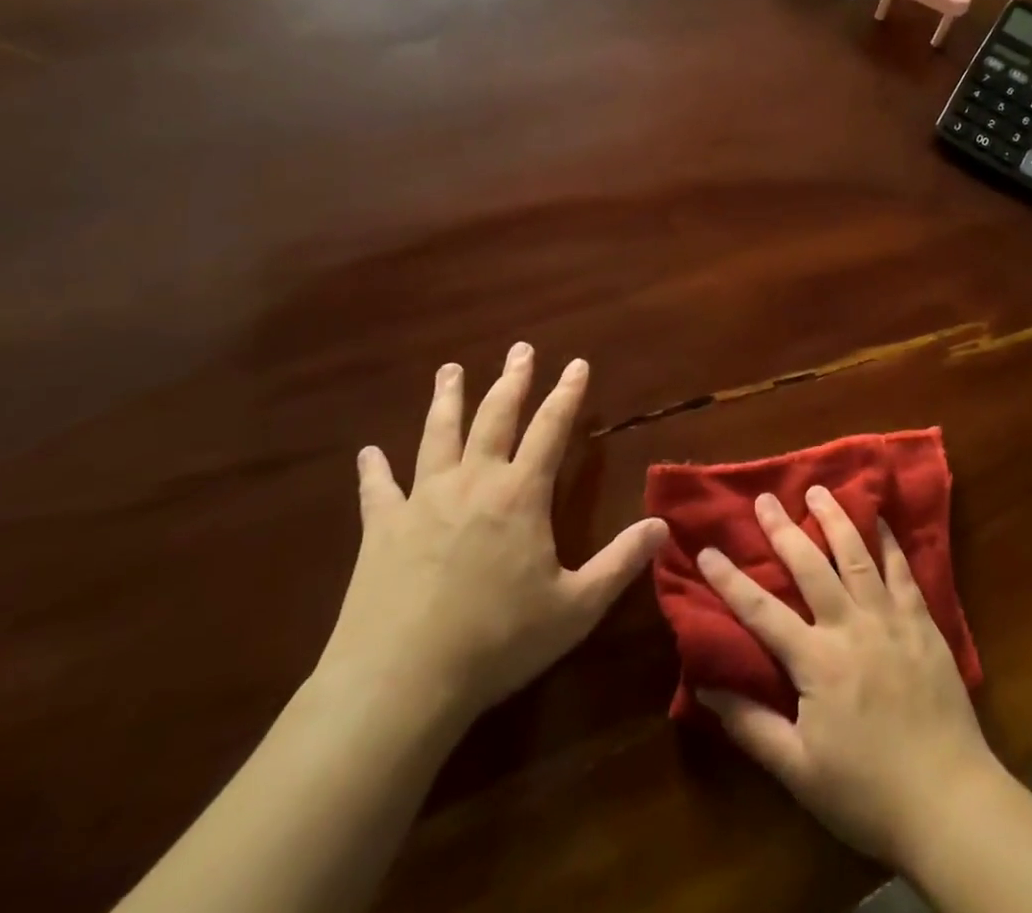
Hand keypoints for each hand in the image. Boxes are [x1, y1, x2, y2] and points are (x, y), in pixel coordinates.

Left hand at [313, 346, 666, 739]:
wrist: (400, 682)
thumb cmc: (497, 642)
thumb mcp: (574, 608)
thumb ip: (620, 563)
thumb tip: (663, 527)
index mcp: (520, 494)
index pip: (550, 428)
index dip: (567, 393)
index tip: (576, 363)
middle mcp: (473, 482)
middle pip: (494, 416)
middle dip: (511, 380)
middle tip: (520, 349)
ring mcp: (423, 501)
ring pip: (437, 435)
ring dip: (446, 399)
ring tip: (449, 370)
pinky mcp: (381, 529)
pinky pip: (377, 489)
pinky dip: (373, 469)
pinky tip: (368, 452)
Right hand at [695, 487, 1000, 866]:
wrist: (950, 802)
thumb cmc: (867, 793)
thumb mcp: (798, 771)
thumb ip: (751, 725)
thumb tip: (706, 686)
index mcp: (817, 661)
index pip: (761, 611)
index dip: (730, 580)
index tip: (706, 550)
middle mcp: (851, 626)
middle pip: (810, 566)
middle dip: (783, 529)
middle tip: (765, 498)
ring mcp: (890, 620)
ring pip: (857, 555)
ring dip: (835, 519)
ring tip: (818, 490)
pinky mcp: (922, 623)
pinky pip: (903, 571)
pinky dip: (890, 541)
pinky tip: (881, 519)